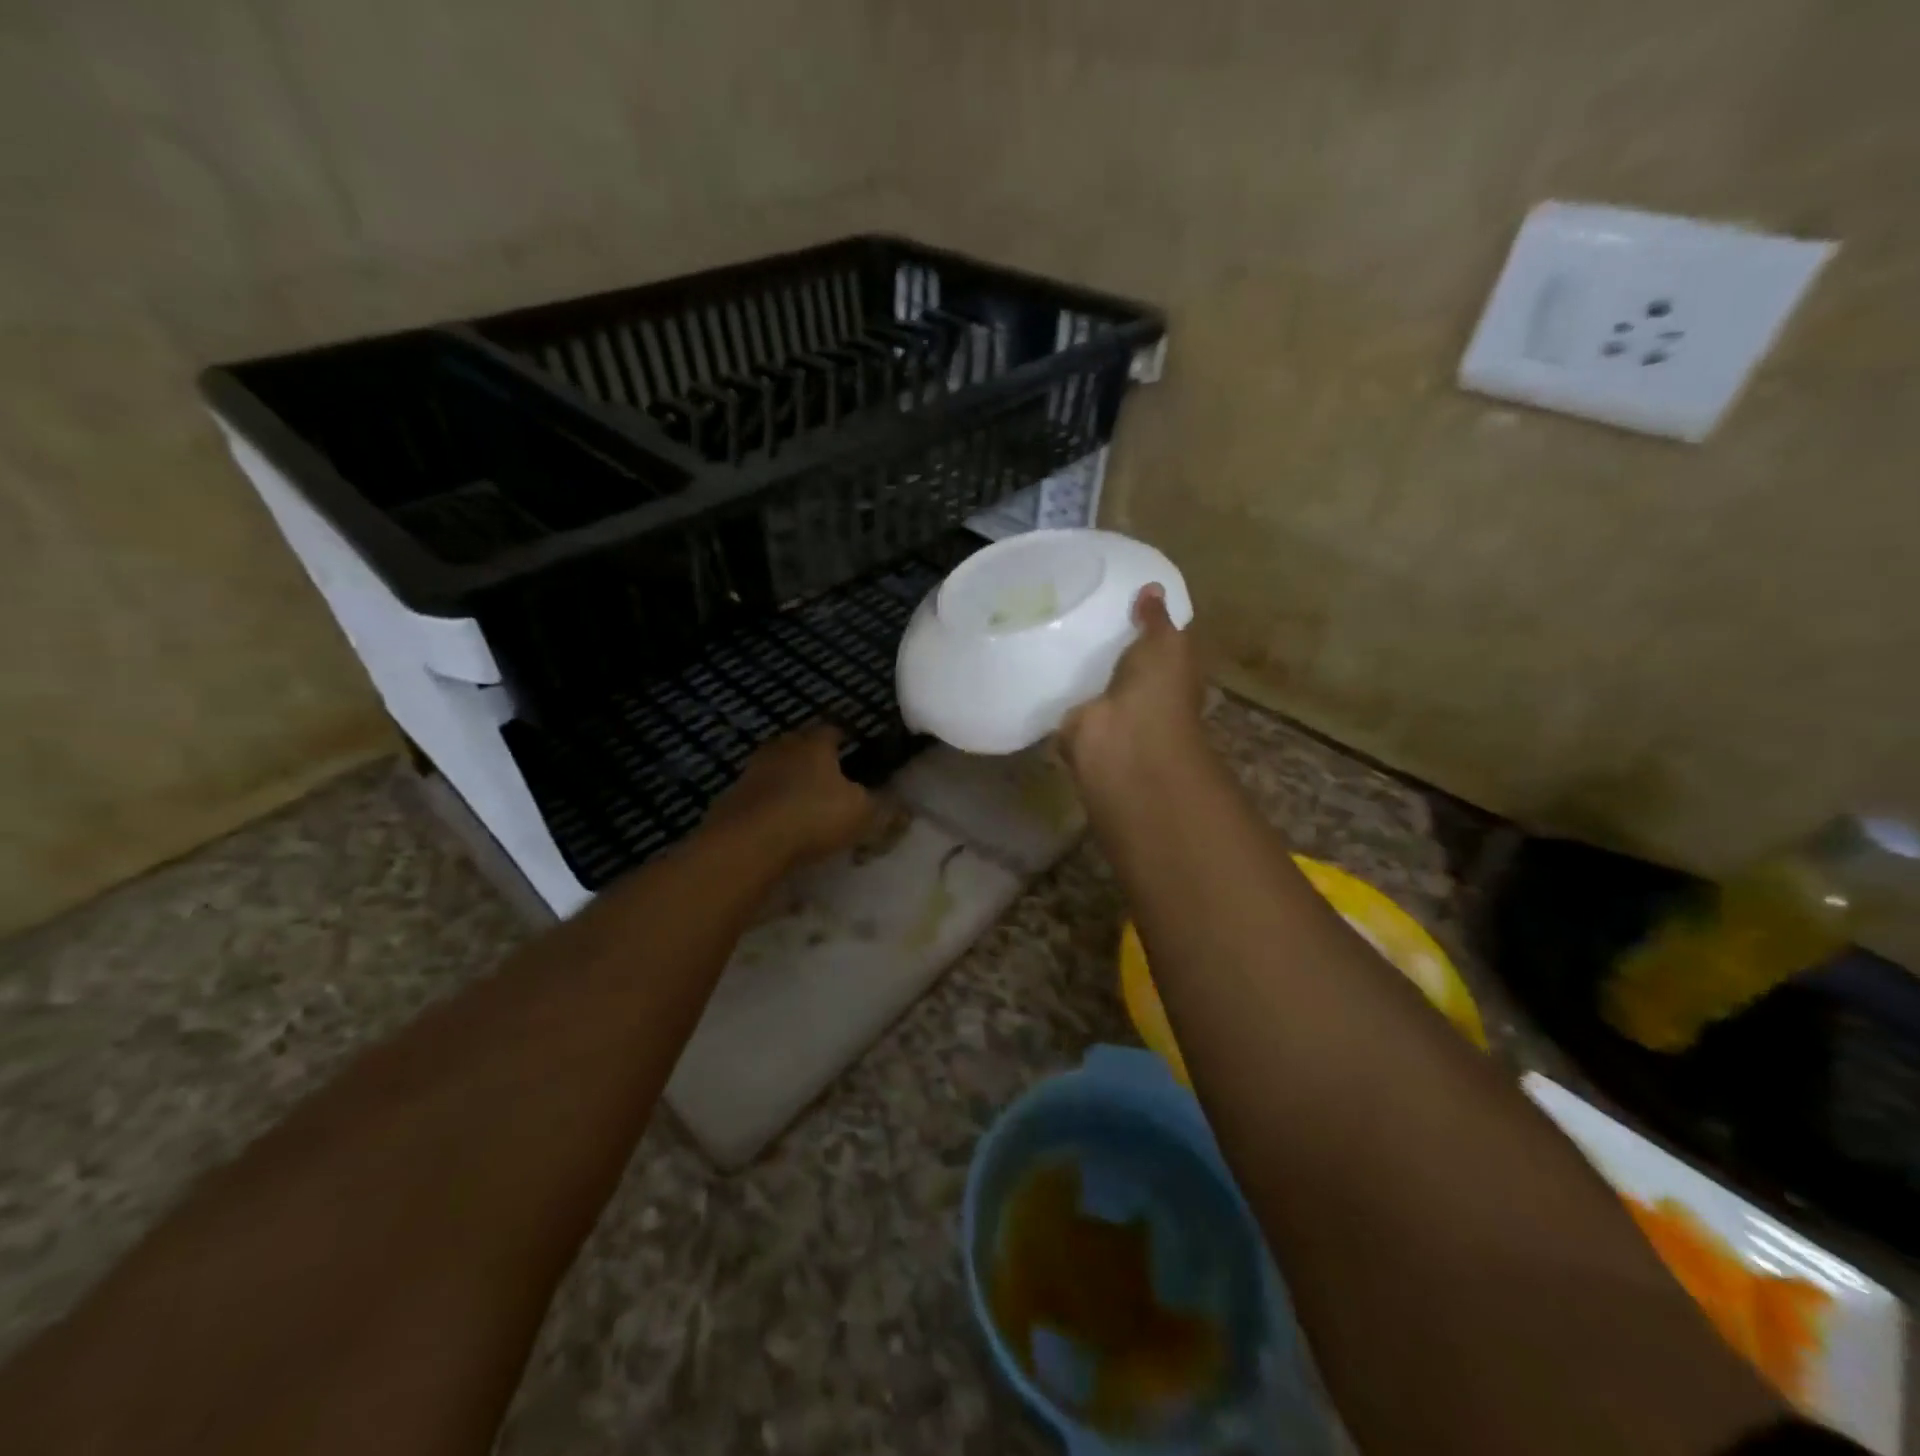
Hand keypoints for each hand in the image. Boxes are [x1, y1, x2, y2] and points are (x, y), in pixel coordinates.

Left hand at [705, 726, 876, 867]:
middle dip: (814, 756)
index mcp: (815, 744)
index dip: (845, 737)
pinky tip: (780, 822)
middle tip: (830, 774)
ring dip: (789, 780)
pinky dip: (771, 803)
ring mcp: (753, 771)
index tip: (854, 747)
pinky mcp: (733, 797)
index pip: (833, 729)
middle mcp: (782, 748)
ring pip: (777, 768)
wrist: (747, 842)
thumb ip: (884, 808)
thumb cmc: (813, 816)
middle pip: (800, 744)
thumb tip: (905, 807)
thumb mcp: (862, 815)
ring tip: (804, 800)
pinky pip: (759, 794)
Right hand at [1057, 585, 1206, 796]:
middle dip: (1103, 643)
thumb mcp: (1167, 644)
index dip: (1142, 622)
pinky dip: (1051, 686)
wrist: (1122, 741)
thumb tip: (1152, 587)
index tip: (1116, 595)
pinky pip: (1063, 698)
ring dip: (1075, 665)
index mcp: (1168, 675)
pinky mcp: (1076, 723)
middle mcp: (1139, 694)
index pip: (1156, 645)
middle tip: (1074, 605)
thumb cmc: (1158, 690)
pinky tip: (1033, 658)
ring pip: (1090, 681)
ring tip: (1048, 626)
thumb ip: (1157, 618)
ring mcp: (1107, 711)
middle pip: (1120, 663)